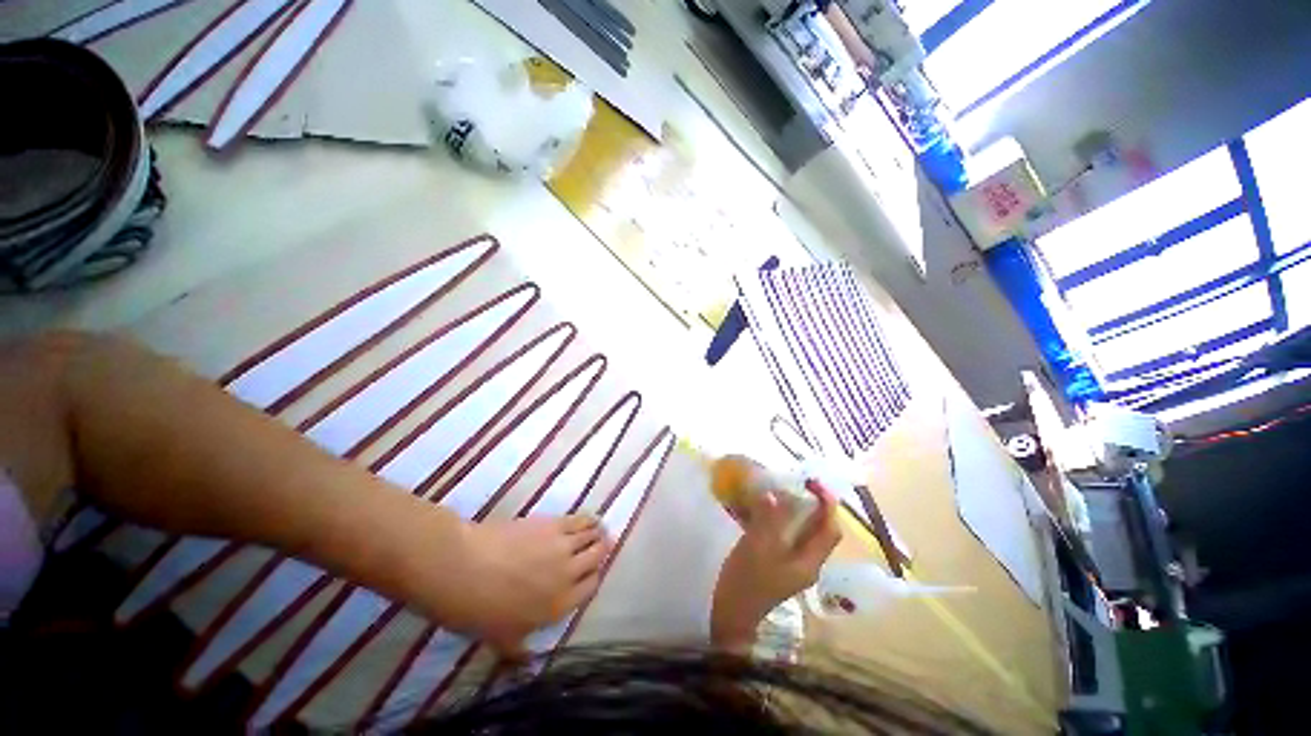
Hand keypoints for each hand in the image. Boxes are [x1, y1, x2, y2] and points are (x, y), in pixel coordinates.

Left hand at [421, 515, 610, 659]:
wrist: (465, 570)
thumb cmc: (481, 611)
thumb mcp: (502, 641)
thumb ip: (521, 653)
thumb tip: (529, 665)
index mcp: (561, 604)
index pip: (591, 587)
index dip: (594, 578)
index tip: (592, 573)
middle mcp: (569, 573)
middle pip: (597, 557)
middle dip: (602, 551)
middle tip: (603, 546)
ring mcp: (563, 546)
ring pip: (591, 536)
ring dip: (598, 534)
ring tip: (599, 531)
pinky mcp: (554, 524)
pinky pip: (579, 521)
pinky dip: (588, 520)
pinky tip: (590, 520)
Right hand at [711, 484, 840, 649]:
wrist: (730, 612)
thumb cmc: (748, 580)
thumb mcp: (758, 547)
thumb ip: (768, 519)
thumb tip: (773, 494)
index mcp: (810, 560)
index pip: (830, 529)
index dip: (827, 503)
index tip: (812, 481)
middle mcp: (806, 561)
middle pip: (818, 528)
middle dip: (811, 503)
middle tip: (793, 482)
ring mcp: (791, 562)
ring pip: (800, 530)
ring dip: (793, 509)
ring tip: (776, 489)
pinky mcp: (776, 561)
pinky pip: (784, 534)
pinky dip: (777, 518)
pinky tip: (761, 508)